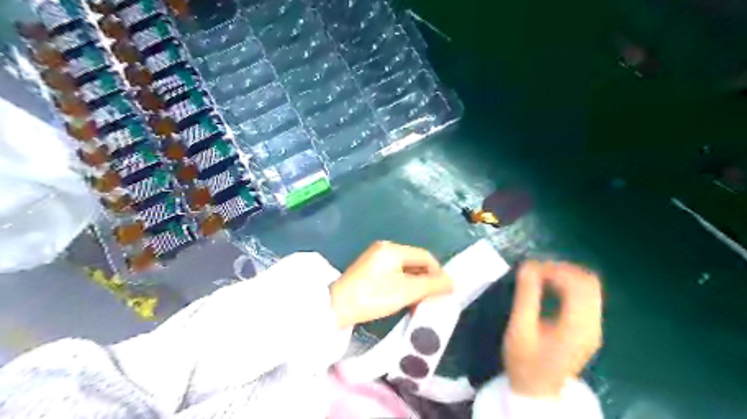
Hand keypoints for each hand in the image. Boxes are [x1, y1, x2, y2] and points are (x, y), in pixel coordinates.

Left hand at [330, 241, 450, 327]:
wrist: (337, 307)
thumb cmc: (373, 296)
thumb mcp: (406, 291)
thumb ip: (431, 285)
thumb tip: (451, 282)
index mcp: (393, 249)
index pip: (425, 256)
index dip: (438, 272)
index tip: (444, 290)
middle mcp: (384, 248)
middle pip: (414, 261)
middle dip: (427, 278)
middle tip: (434, 297)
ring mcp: (375, 258)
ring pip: (404, 268)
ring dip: (415, 282)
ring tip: (422, 299)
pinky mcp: (369, 269)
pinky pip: (394, 273)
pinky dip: (403, 283)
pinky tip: (406, 297)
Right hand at [502, 260, 598, 397]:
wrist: (537, 391)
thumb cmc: (524, 361)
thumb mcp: (519, 328)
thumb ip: (526, 296)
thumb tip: (527, 265)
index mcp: (577, 326)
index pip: (577, 284)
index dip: (555, 269)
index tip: (530, 268)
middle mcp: (593, 325)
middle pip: (589, 282)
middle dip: (562, 269)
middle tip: (536, 270)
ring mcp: (594, 327)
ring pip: (590, 287)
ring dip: (566, 276)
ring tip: (541, 276)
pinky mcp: (590, 328)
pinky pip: (587, 297)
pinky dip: (569, 286)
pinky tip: (550, 288)